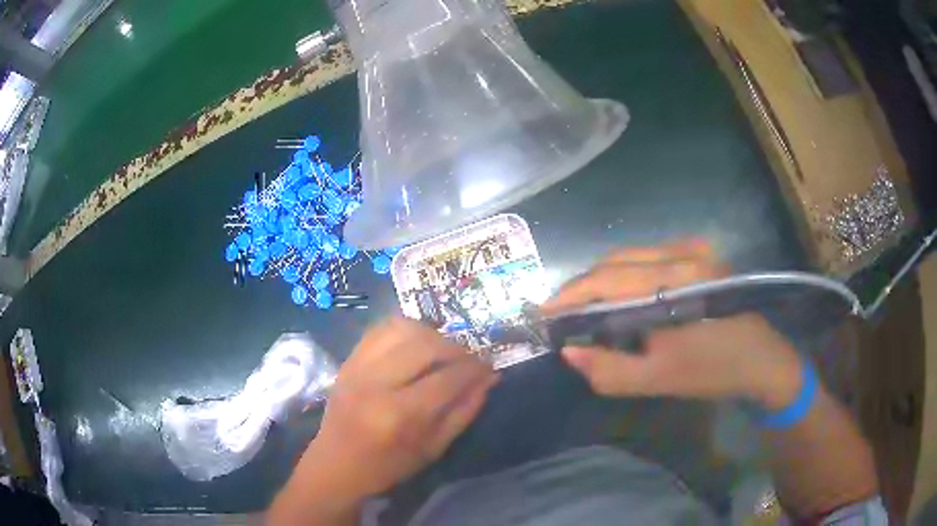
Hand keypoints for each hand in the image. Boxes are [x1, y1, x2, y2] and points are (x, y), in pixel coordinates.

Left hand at [271, 317, 496, 523]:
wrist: (336, 465)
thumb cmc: (387, 466)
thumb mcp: (433, 449)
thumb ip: (463, 411)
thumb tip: (489, 379)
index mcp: (400, 414)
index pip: (448, 378)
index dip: (475, 368)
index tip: (489, 367)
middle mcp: (376, 383)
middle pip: (425, 345)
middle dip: (455, 348)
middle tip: (467, 359)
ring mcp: (357, 367)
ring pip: (402, 328)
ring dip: (431, 334)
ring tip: (442, 350)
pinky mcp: (348, 360)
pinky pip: (380, 329)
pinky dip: (404, 330)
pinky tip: (415, 343)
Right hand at [541, 240, 801, 409]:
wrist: (761, 359)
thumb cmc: (713, 371)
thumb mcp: (658, 380)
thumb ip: (609, 370)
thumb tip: (569, 351)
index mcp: (678, 281)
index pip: (608, 279)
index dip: (569, 294)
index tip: (541, 312)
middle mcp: (684, 253)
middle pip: (615, 261)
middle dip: (582, 287)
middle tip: (559, 313)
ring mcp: (694, 248)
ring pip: (630, 256)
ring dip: (602, 280)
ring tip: (584, 307)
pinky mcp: (700, 251)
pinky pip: (648, 257)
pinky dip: (625, 274)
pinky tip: (619, 296)